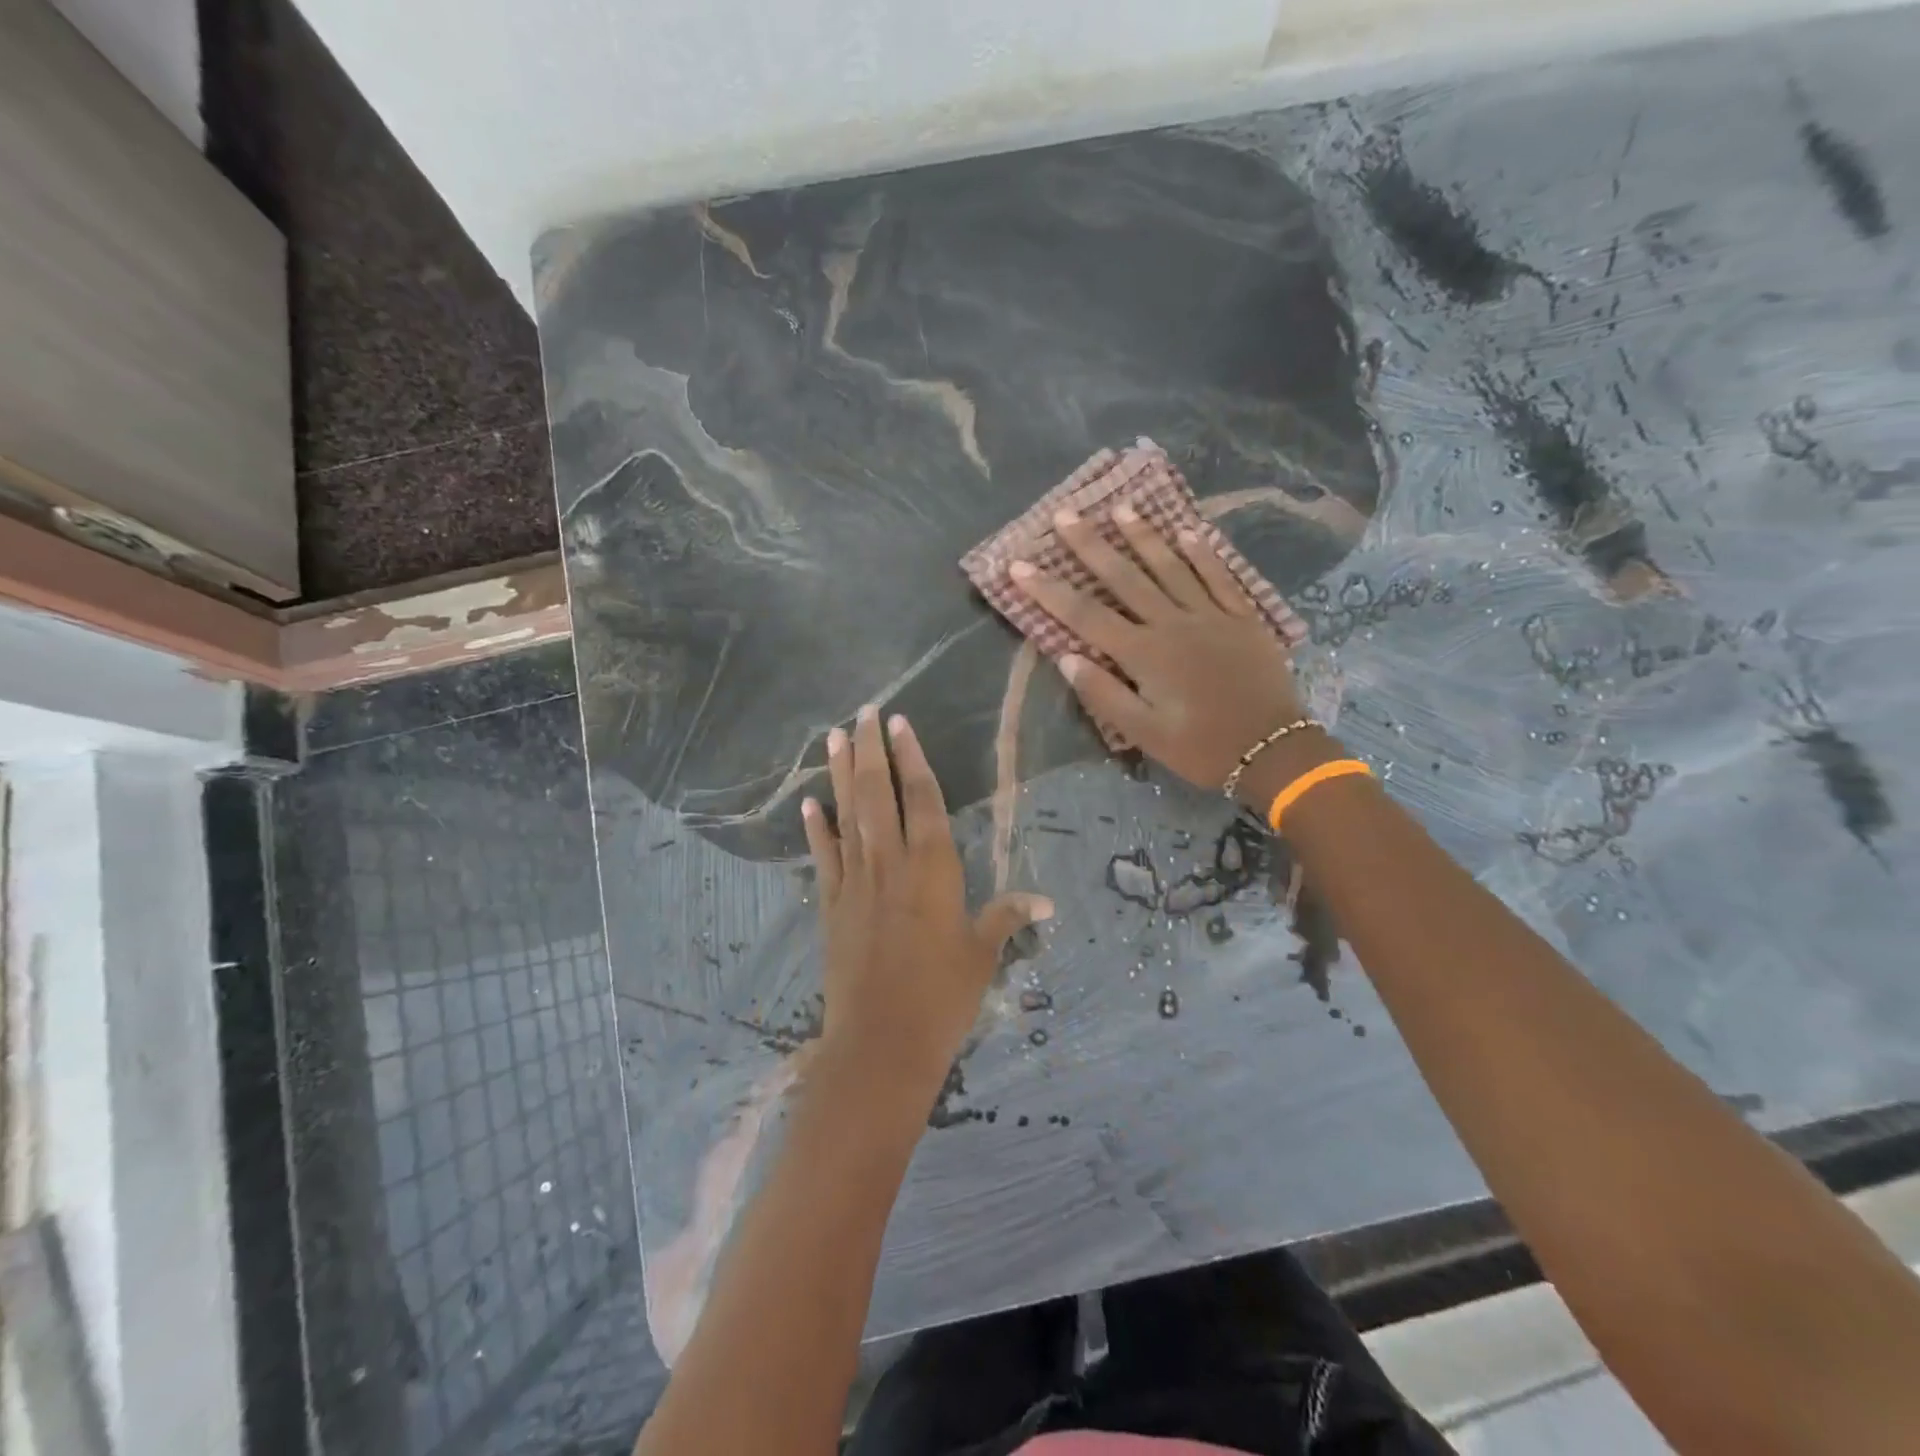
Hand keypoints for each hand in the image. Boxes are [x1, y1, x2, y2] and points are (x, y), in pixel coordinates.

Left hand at [801, 706, 1052, 1110]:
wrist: (881, 1043)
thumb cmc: (942, 997)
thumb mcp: (982, 955)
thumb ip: (1007, 917)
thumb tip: (1046, 901)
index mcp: (933, 869)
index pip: (922, 799)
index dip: (912, 758)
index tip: (899, 723)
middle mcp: (891, 863)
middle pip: (879, 795)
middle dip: (872, 751)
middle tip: (863, 712)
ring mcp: (856, 882)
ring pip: (847, 815)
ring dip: (841, 774)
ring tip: (834, 736)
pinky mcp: (832, 905)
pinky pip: (824, 857)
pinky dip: (816, 829)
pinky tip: (809, 804)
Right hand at [1009, 507, 1325, 810]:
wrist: (1273, 750)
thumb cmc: (1202, 747)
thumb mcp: (1145, 734)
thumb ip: (1104, 695)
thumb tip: (1066, 657)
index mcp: (1144, 654)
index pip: (1085, 616)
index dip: (1049, 590)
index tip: (1019, 565)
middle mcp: (1173, 624)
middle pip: (1124, 578)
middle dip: (1091, 545)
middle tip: (1065, 513)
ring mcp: (1210, 615)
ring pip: (1171, 567)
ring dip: (1144, 536)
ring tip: (1121, 508)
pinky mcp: (1242, 618)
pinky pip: (1219, 577)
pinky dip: (1203, 554)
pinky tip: (1189, 531)